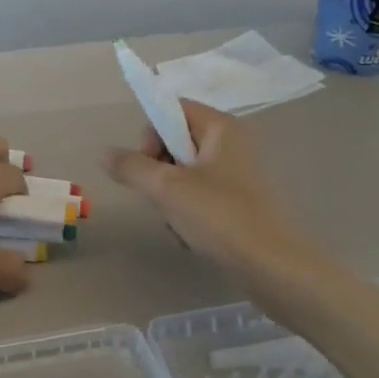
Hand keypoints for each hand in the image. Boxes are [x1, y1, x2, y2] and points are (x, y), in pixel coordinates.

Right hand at [105, 101, 304, 272]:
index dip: (152, 133)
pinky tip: (191, 235)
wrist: (274, 268)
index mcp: (221, 127)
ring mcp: (237, 174)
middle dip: (159, 171)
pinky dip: (187, 211)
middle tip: (162, 196)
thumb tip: (104, 154)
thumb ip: (132, 167)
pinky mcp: (240, 202)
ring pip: (184, 173)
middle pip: (175, 142)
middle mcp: (232, 143)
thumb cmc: (221, 217)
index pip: (172, 108)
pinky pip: (200, 195)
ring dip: (170, 196)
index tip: (148, 164)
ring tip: (178, 221)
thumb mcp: (167, 189)